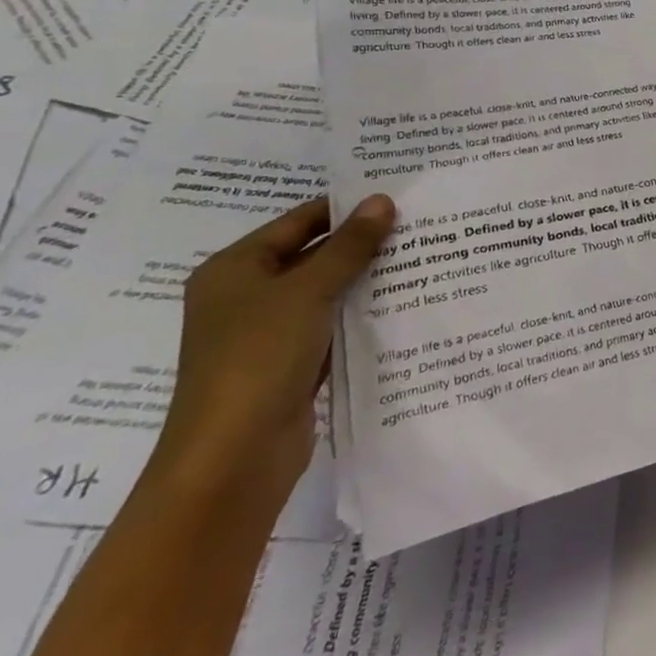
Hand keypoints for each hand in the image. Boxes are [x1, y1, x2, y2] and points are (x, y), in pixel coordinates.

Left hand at [149, 195, 394, 503]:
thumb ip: (348, 246)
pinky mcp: (291, 364)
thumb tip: (382, 200)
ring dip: (366, 279)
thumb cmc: (258, 358)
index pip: (299, 221)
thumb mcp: (307, 292)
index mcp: (234, 269)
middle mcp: (247, 296)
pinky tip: (404, 303)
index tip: (398, 197)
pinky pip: (332, 325)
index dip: (346, 208)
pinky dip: (361, 314)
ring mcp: (268, 333)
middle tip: (419, 225)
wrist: (233, 458)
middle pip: (313, 255)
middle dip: (362, 243)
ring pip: (327, 292)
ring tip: (422, 257)